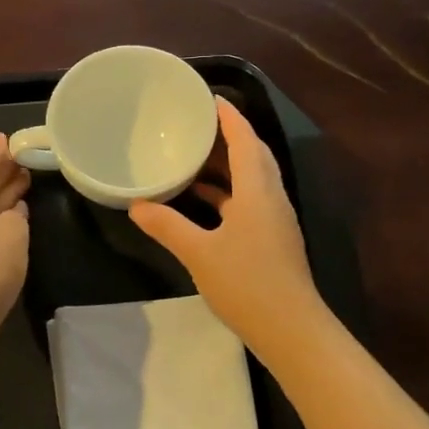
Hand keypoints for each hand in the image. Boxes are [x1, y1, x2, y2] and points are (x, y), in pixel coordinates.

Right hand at [130, 99, 322, 350]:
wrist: (291, 329)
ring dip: (227, 166)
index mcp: (257, 191)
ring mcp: (275, 220)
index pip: (245, 140)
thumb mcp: (199, 253)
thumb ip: (168, 226)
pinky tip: (203, 201)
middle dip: (227, 137)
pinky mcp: (272, 239)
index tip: (210, 99)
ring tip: (192, 158)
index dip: (230, 117)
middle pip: (253, 155)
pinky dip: (227, 193)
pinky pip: (249, 201)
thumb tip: (137, 206)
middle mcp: (271, 198)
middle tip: (196, 126)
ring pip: (252, 180)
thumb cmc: (247, 284)